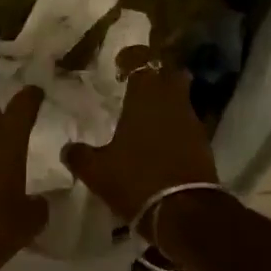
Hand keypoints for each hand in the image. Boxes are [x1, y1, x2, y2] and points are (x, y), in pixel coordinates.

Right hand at [63, 56, 218, 222]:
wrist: (186, 213)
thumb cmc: (137, 180)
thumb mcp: (97, 171)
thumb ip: (80, 156)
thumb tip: (67, 149)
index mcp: (146, 97)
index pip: (142, 60)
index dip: (131, 57)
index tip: (119, 64)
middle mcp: (172, 101)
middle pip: (169, 72)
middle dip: (155, 73)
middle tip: (136, 84)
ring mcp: (191, 121)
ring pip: (180, 97)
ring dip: (165, 99)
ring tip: (145, 115)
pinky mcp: (203, 143)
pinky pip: (186, 121)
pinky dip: (174, 124)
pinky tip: (159, 141)